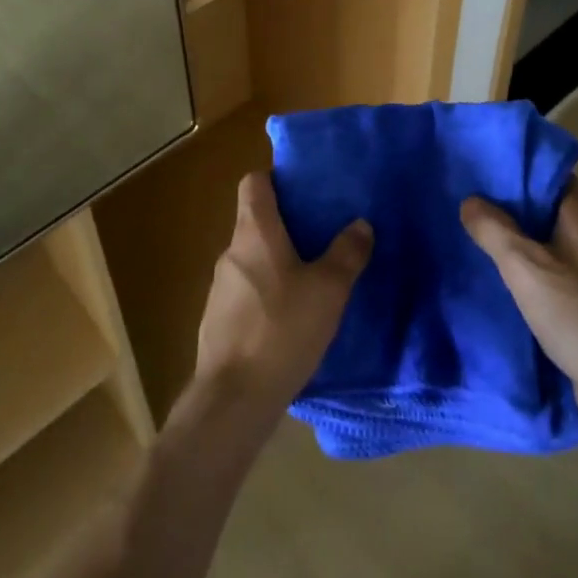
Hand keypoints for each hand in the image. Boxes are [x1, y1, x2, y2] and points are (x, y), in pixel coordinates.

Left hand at [194, 172, 371, 423]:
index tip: (302, 190)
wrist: (233, 399)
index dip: (275, 178)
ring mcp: (219, 287)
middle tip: (320, 237)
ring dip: (276, 263)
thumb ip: (347, 253)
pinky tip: (288, 320)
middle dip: (285, 225)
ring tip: (310, 281)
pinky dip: (265, 294)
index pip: (253, 183)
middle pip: (255, 221)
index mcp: (254, 232)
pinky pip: (245, 292)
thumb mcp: (328, 290)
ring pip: (251, 259)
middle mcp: (231, 251)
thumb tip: (360, 224)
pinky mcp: (217, 321)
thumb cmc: (282, 330)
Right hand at [462, 179, 577, 406]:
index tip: (479, 165)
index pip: (548, 171)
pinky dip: (530, 265)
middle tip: (466, 197)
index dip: (515, 165)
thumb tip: (470, 201)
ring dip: (518, 235)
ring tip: (475, 232)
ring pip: (549, 237)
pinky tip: (502, 275)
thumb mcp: (526, 269)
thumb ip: (495, 230)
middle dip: (510, 201)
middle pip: (547, 203)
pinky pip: (555, 267)